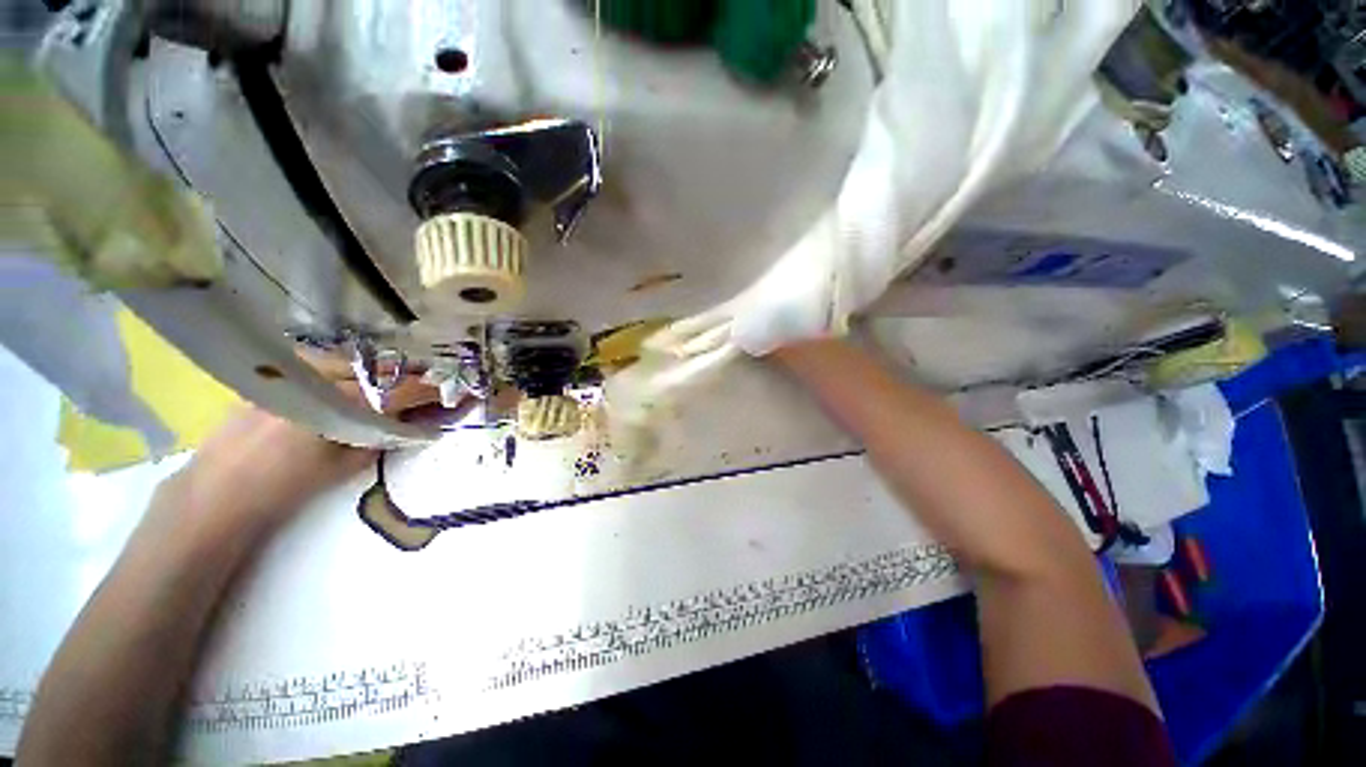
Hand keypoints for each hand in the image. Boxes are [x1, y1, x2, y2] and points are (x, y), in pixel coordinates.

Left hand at [161, 359, 441, 535]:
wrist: (219, 490)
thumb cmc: (286, 485)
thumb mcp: (347, 466)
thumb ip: (388, 438)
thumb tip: (424, 423)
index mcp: (339, 404)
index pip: (401, 390)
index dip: (434, 390)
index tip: (459, 391)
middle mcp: (319, 378)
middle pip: (381, 369)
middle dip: (412, 378)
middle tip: (430, 389)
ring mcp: (294, 371)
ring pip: (355, 361)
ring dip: (382, 372)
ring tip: (395, 386)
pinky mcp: (277, 372)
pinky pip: (327, 361)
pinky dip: (350, 369)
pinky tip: (353, 382)